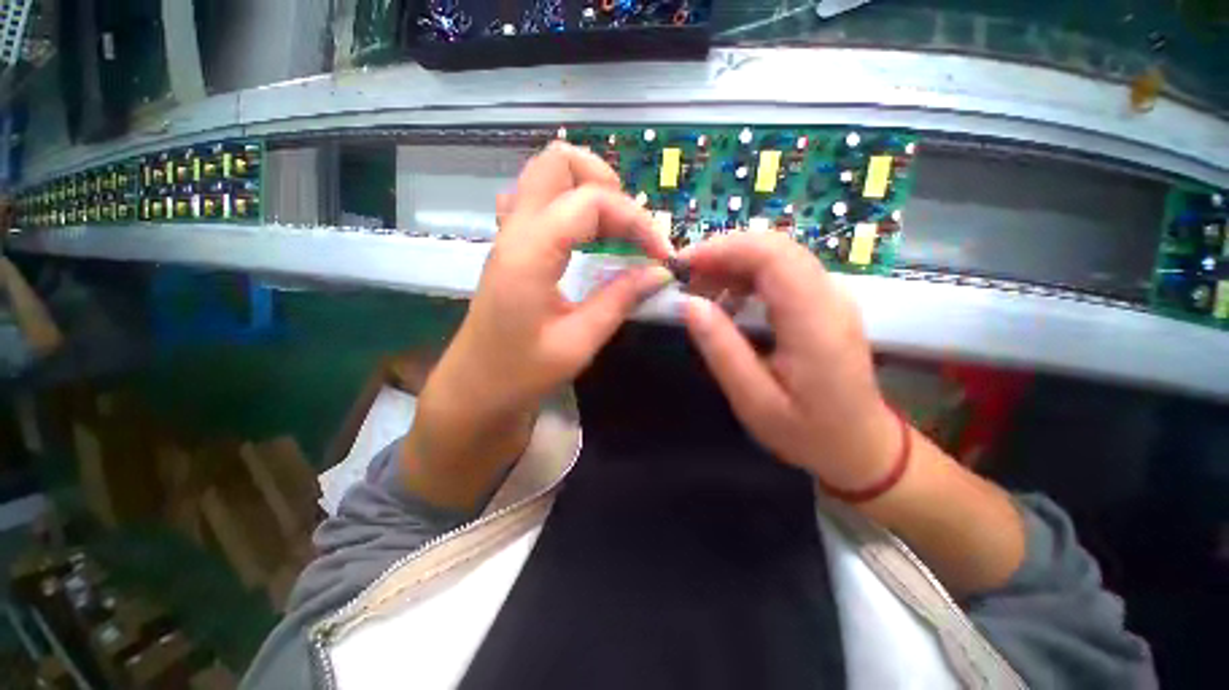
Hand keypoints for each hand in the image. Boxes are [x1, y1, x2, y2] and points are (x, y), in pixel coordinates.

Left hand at [403, 142, 673, 507]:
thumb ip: (621, 298)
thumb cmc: (521, 373)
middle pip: (558, 161)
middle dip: (606, 183)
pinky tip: (583, 236)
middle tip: (630, 228)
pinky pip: (538, 201)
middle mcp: (516, 230)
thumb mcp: (579, 341)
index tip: (661, 256)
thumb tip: (660, 272)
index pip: (592, 202)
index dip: (636, 221)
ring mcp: (508, 234)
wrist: (474, 389)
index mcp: (531, 251)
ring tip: (615, 231)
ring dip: (588, 190)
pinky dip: (568, 205)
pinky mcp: (511, 247)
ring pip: (546, 175)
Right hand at [678, 232, 899, 492]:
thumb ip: (721, 349)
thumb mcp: (754, 400)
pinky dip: (746, 275)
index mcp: (814, 321)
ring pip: (777, 255)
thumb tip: (689, 304)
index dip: (723, 250)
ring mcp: (830, 296)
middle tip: (685, 277)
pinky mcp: (823, 302)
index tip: (683, 266)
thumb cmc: (807, 431)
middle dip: (722, 253)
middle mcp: (829, 296)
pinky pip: (782, 272)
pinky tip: (726, 298)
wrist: (860, 445)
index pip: (772, 256)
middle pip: (774, 247)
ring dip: (732, 263)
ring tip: (698, 288)